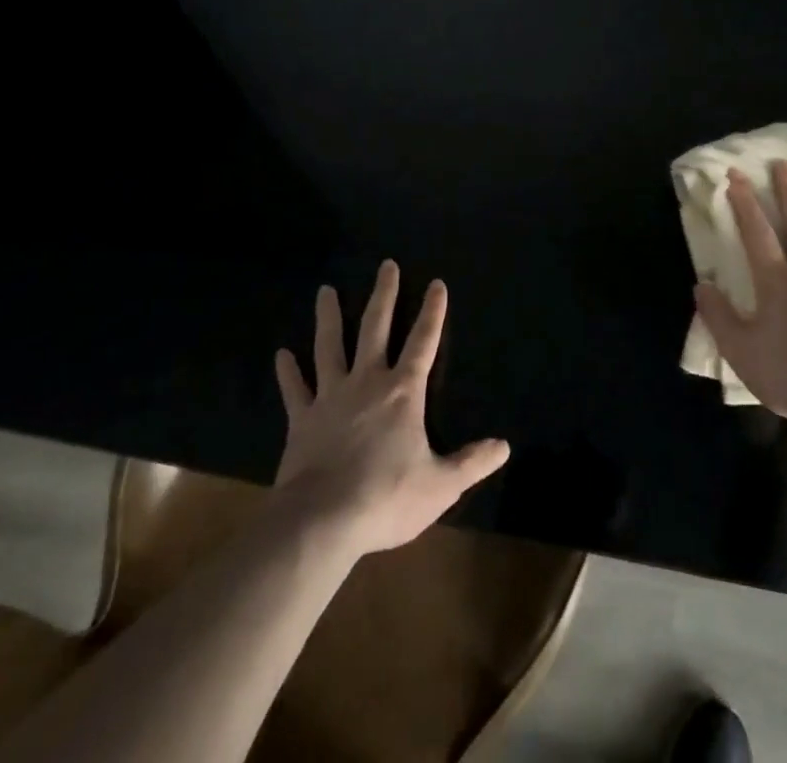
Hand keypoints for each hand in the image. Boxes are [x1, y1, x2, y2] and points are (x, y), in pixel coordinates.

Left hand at [274, 262, 509, 554]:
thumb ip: (472, 463)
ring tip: (325, 291)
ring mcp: (331, 397)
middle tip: (385, 265)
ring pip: (330, 347)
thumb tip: (504, 446)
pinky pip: (295, 390)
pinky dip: (288, 372)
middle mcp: (367, 382)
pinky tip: (282, 355)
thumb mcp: (440, 486)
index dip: (433, 312)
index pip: (423, 341)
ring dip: (329, 318)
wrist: (322, 521)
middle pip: (375, 328)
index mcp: (403, 392)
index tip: (436, 283)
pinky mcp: (302, 420)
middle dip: (383, 295)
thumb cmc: (386, 497)